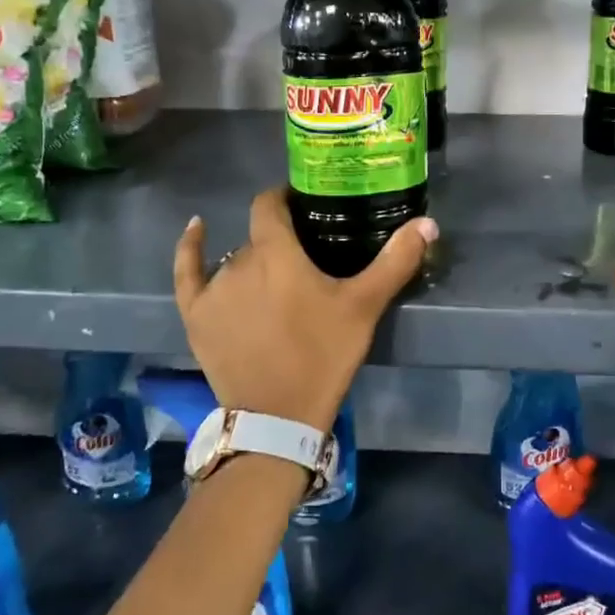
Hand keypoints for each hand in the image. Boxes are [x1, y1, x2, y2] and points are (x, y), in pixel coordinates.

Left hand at [173, 187, 436, 432]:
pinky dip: (190, 248)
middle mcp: (239, 261)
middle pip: (259, 238)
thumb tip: (427, 223)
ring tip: (277, 280)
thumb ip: (395, 261)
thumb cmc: (323, 355)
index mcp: (276, 252)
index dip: (285, 198)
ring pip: (235, 259)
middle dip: (281, 242)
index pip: (270, 204)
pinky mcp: (196, 315)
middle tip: (307, 259)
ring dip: (255, 262)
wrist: (278, 417)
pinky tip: (197, 228)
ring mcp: (213, 289)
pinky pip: (187, 272)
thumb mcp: (364, 307)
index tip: (305, 204)